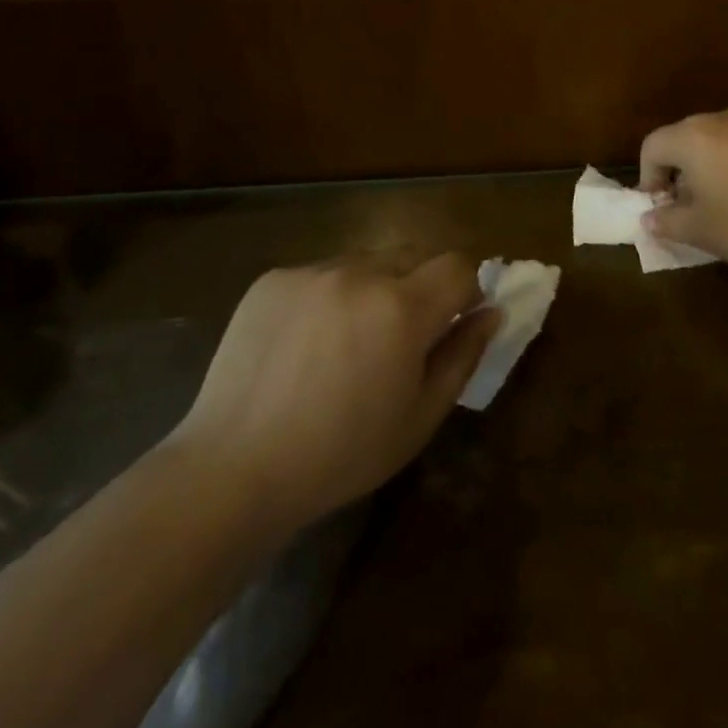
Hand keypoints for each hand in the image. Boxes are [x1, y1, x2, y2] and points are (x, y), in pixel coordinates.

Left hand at [167, 253, 498, 528]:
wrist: (235, 467)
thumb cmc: (341, 454)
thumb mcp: (419, 418)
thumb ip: (463, 356)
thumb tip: (492, 311)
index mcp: (402, 308)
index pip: (457, 265)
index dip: (463, 290)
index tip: (450, 323)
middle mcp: (360, 272)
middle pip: (410, 259)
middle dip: (416, 291)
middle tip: (392, 343)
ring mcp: (312, 271)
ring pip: (363, 265)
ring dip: (369, 292)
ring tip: (341, 345)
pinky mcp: (273, 278)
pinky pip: (318, 274)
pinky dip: (324, 298)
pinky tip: (301, 345)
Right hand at [639, 108, 727, 271]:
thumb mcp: (702, 232)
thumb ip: (667, 222)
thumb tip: (649, 217)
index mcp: (692, 137)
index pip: (652, 146)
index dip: (648, 177)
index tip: (661, 207)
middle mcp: (722, 119)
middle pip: (686, 139)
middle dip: (681, 172)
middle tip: (692, 208)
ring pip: (723, 142)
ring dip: (716, 168)